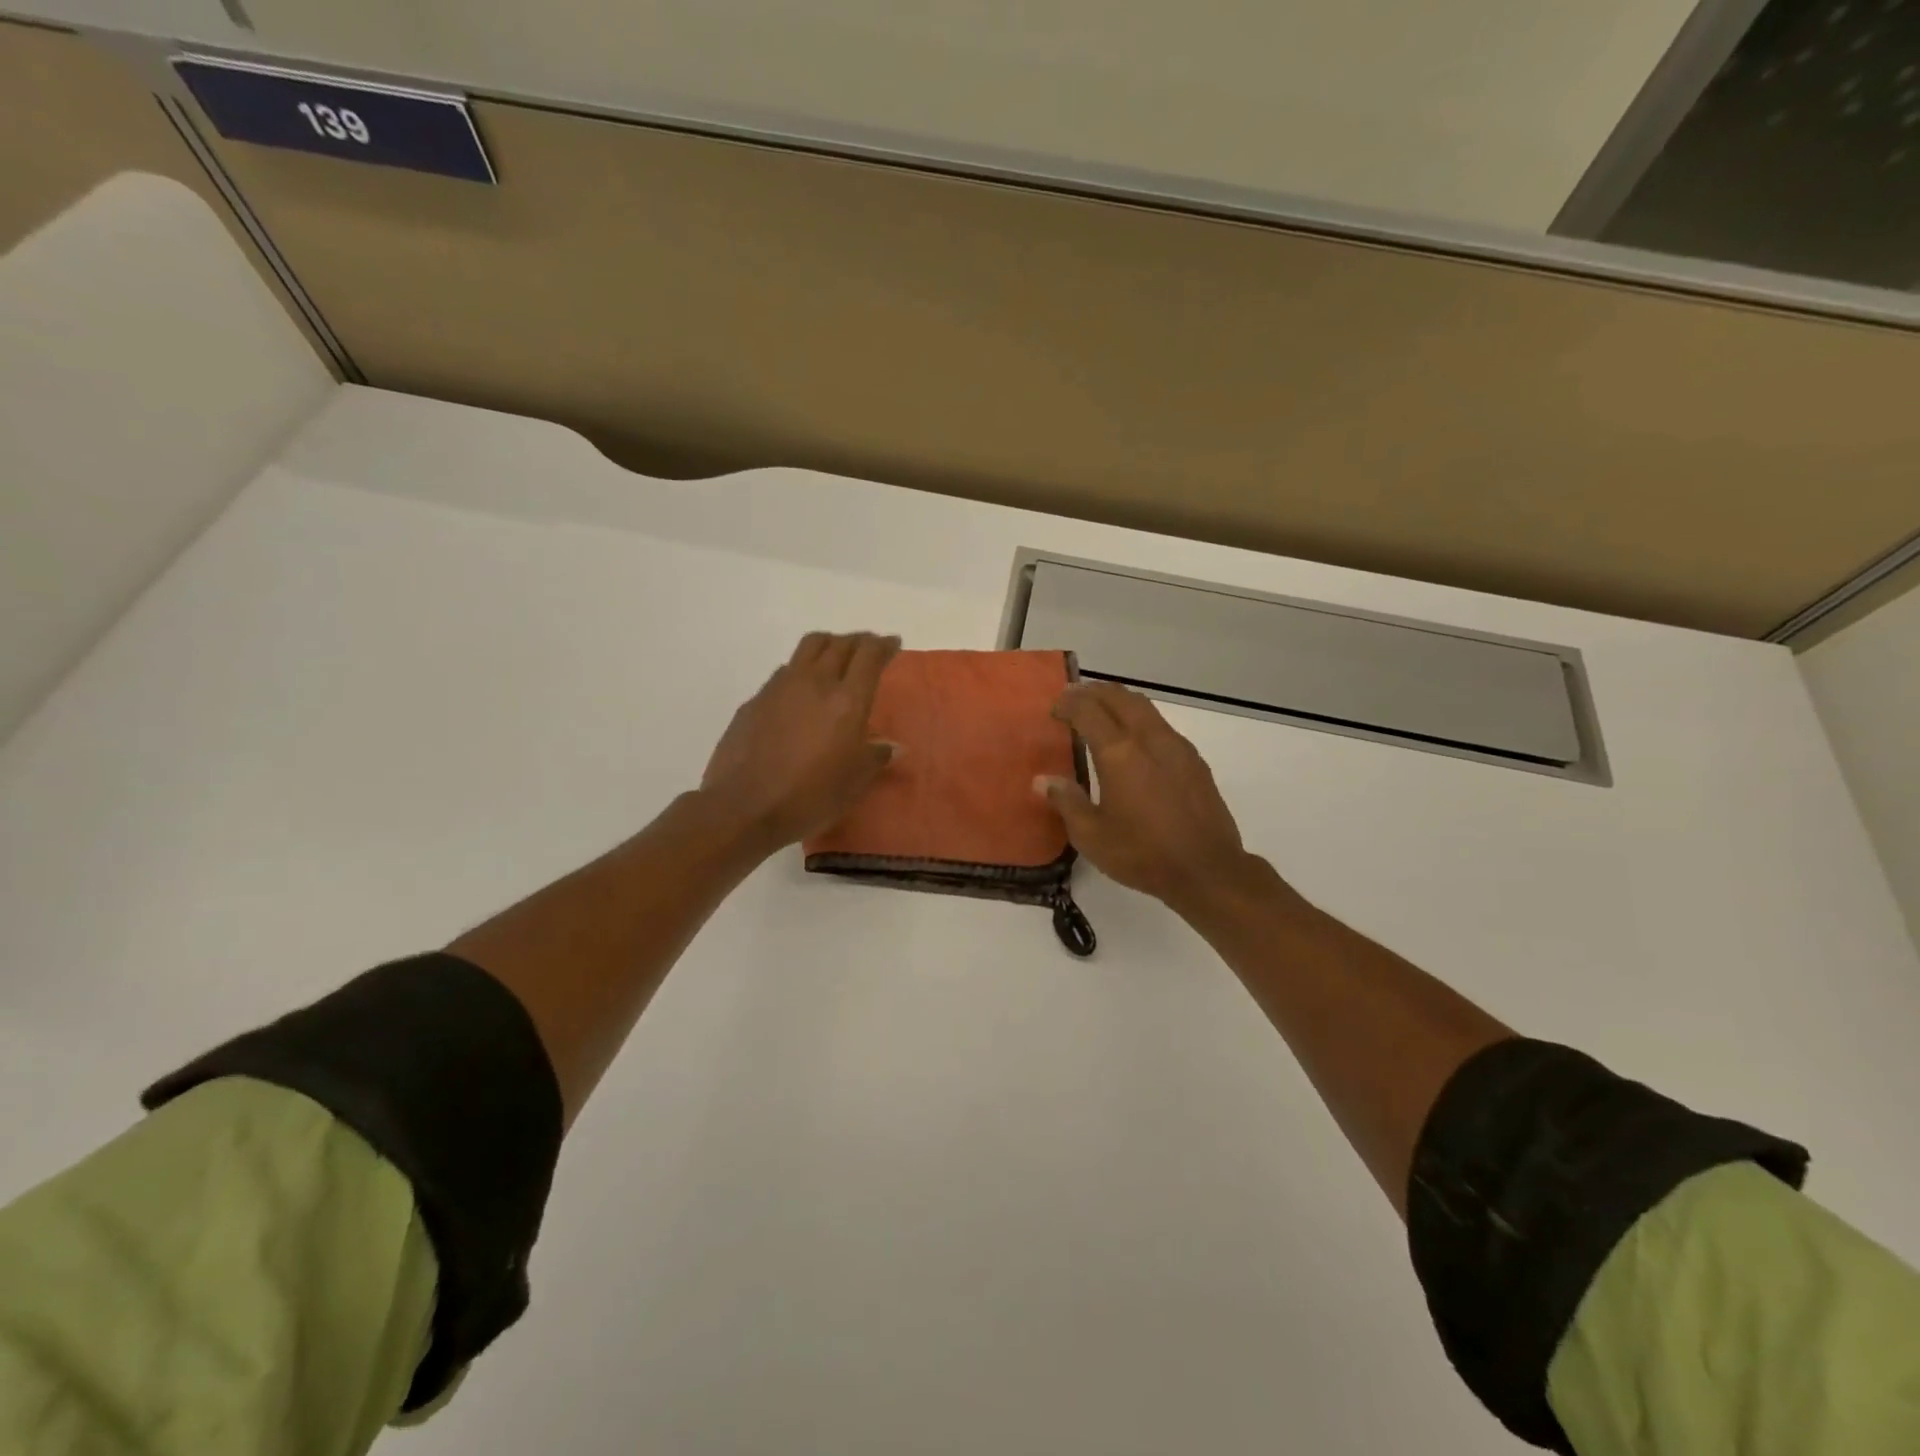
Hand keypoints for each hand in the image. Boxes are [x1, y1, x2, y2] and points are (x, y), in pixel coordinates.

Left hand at [700, 632, 900, 848]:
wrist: (744, 807)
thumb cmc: (810, 796)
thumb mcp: (855, 783)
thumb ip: (875, 757)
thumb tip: (891, 746)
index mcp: (847, 701)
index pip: (869, 655)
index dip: (884, 645)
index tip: (892, 643)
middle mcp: (815, 682)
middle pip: (839, 643)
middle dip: (858, 641)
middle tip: (868, 649)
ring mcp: (780, 688)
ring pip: (808, 648)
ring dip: (828, 646)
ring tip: (835, 659)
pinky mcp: (755, 700)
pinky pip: (784, 672)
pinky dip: (801, 671)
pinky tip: (800, 693)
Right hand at [1037, 682, 1271, 918]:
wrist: (1208, 870)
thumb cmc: (1143, 854)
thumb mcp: (1092, 836)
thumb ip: (1066, 801)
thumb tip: (1043, 780)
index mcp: (1119, 753)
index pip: (1088, 710)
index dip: (1068, 703)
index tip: (1054, 708)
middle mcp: (1149, 739)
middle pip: (1120, 697)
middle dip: (1094, 692)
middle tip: (1075, 697)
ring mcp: (1177, 747)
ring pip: (1145, 708)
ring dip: (1120, 702)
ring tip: (1102, 713)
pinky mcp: (1194, 761)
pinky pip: (1162, 726)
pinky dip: (1140, 721)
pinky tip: (1135, 744)